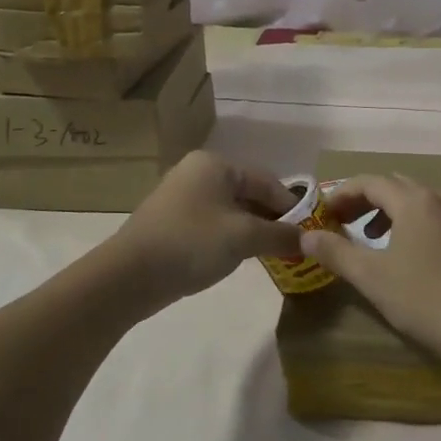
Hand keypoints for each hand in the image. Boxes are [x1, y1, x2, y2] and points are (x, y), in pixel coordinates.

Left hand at [108, 151, 301, 305]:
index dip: (291, 207)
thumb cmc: (192, 243)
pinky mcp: (172, 221)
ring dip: (253, 230)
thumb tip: (309, 240)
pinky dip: (231, 237)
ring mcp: (182, 196)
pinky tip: (241, 258)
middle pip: (249, 193)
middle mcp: (198, 172)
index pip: (267, 181)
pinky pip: (213, 223)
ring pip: (232, 210)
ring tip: (272, 254)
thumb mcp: (244, 238)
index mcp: (216, 165)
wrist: (129, 275)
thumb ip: (281, 235)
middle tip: (293, 245)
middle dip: (272, 219)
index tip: (310, 232)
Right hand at [305, 175, 440, 364]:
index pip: (370, 182)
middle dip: (367, 201)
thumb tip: (305, 237)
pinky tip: (414, 256)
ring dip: (393, 213)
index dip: (342, 193)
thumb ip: (335, 252)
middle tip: (345, 224)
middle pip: (397, 187)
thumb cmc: (424, 298)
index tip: (324, 213)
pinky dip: (418, 225)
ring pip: (421, 202)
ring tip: (376, 241)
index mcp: (415, 201)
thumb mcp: (371, 276)